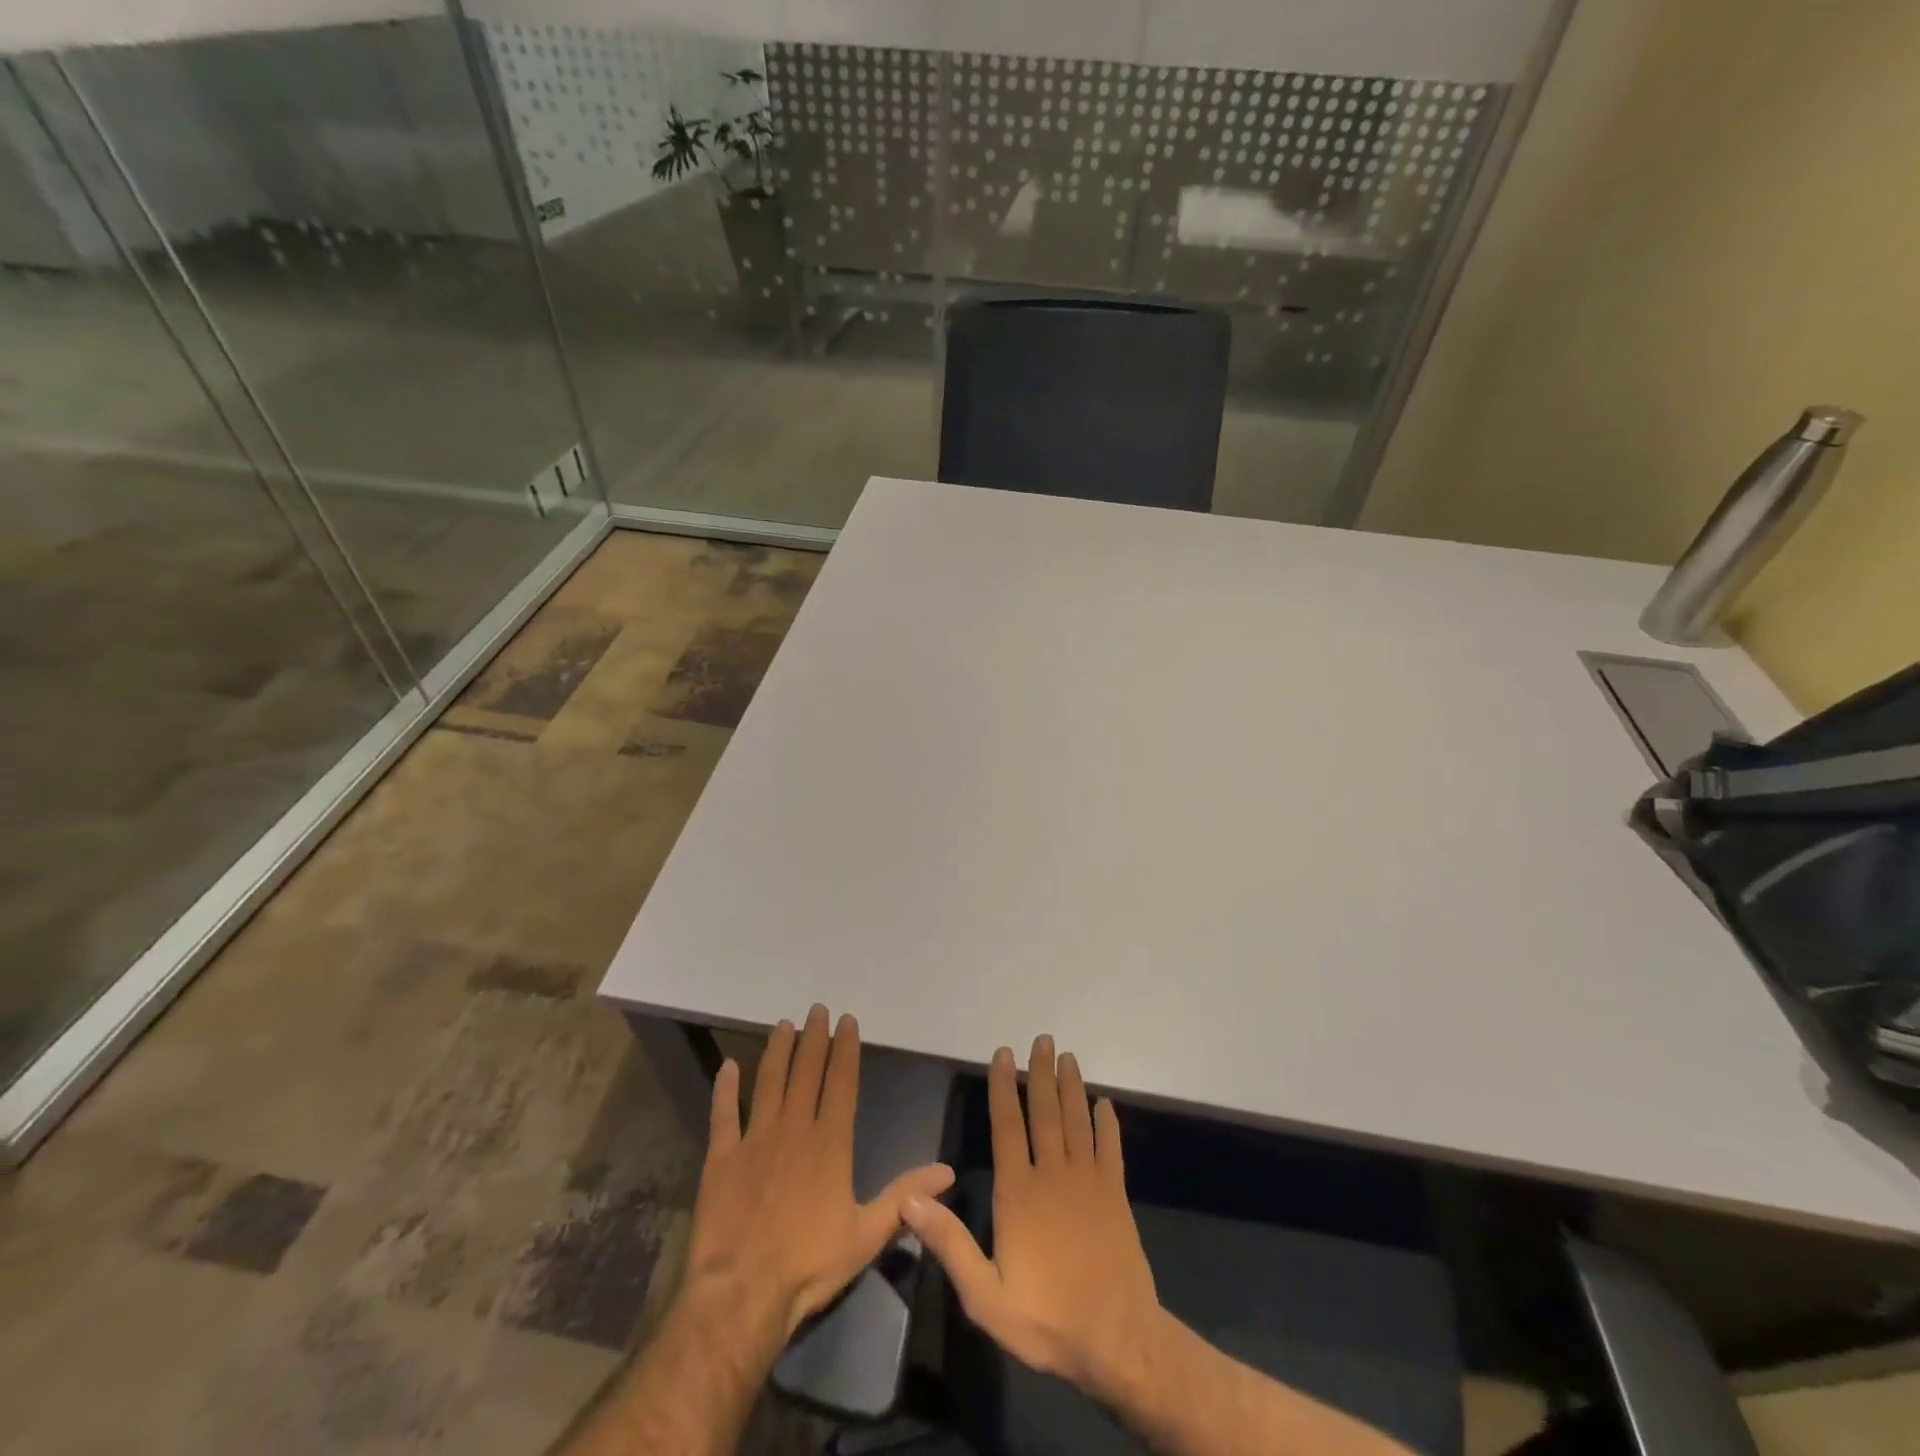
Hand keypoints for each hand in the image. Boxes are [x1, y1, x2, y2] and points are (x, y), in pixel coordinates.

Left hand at [684, 1004, 954, 1343]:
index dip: (845, 1049)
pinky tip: (727, 1066)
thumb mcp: (867, 1234)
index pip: (841, 1082)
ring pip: (768, 1082)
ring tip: (782, 1025)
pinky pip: (723, 1113)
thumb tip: (947, 1171)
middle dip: (813, 1038)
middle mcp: (794, 1129)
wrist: (742, 1294)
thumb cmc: (809, 1264)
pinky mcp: (721, 1157)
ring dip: (777, 1051)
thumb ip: (905, 1197)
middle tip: (816, 1009)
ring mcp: (755, 1139)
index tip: (847, 1020)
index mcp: (830, 1142)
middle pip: (806, 1072)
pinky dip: (725, 1088)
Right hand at [903, 1035, 1162, 1397]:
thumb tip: (910, 1200)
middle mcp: (1053, 1174)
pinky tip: (1105, 1104)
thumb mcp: (986, 1296)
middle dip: (1041, 1073)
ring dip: (1072, 1086)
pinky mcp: (1116, 1195)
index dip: (1004, 1087)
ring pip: (1077, 1121)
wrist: (1118, 1341)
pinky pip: (1111, 1149)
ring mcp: (1088, 1182)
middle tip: (1043, 1039)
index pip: (1007, 1126)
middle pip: (1045, 1112)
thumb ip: (950, 1244)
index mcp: (1018, 1192)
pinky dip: (1108, 1124)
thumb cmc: (1047, 1319)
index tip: (1004, 1054)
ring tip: (1068, 1056)